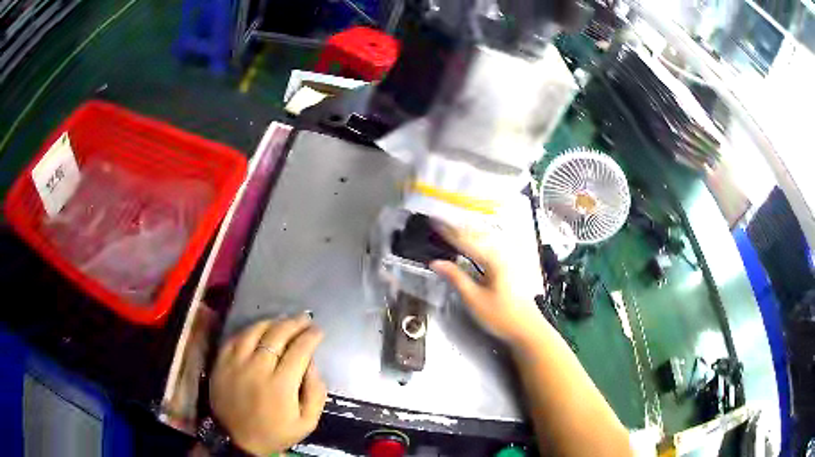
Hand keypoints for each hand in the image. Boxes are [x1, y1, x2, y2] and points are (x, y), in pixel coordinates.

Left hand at [210, 314, 326, 455]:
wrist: (238, 439)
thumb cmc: (276, 432)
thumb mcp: (307, 422)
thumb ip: (316, 393)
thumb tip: (312, 364)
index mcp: (281, 385)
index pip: (299, 350)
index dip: (311, 337)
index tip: (318, 331)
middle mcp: (257, 368)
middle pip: (277, 335)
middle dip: (295, 324)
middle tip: (305, 319)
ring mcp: (236, 363)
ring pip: (255, 331)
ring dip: (272, 322)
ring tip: (283, 321)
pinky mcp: (221, 362)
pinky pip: (235, 338)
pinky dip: (249, 330)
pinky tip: (259, 330)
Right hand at [430, 223, 549, 347]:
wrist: (527, 329)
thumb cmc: (502, 316)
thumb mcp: (474, 299)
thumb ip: (455, 277)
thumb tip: (437, 263)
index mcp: (493, 259)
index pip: (465, 241)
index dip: (448, 232)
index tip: (435, 223)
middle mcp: (502, 254)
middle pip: (477, 235)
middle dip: (458, 228)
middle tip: (441, 222)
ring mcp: (509, 259)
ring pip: (485, 239)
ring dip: (468, 232)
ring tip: (453, 227)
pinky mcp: (511, 266)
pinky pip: (491, 246)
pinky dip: (478, 241)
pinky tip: (473, 242)